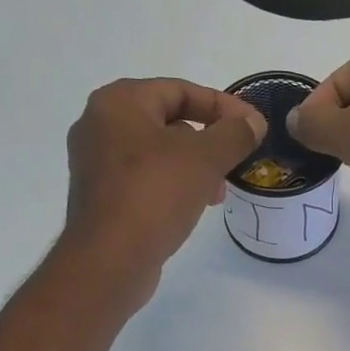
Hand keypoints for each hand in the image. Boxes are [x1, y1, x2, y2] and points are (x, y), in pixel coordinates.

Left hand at [62, 77, 265, 301]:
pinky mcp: (101, 197)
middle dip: (208, 140)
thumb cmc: (154, 195)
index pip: (179, 90)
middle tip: (235, 161)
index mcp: (118, 102)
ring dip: (193, 167)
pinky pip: (144, 180)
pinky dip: (172, 186)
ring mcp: (95, 163)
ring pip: (157, 153)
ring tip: (217, 192)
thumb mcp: (204, 159)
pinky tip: (192, 207)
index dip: (222, 105)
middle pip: (167, 120)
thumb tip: (253, 122)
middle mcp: (99, 125)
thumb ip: (234, 134)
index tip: (253, 127)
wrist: (109, 260)